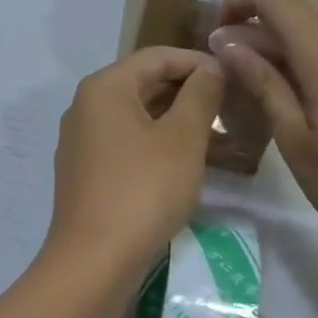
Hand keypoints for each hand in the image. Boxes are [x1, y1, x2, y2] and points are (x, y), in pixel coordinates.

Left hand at [45, 48, 224, 275]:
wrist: (94, 260)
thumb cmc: (143, 190)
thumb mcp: (182, 139)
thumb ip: (200, 96)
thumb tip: (211, 68)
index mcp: (105, 88)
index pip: (157, 57)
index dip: (199, 62)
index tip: (235, 77)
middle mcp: (86, 107)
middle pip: (145, 85)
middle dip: (191, 94)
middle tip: (233, 109)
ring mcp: (82, 141)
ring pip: (139, 118)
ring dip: (179, 123)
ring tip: (221, 140)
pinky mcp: (86, 172)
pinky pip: (128, 145)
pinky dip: (159, 146)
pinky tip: (190, 165)